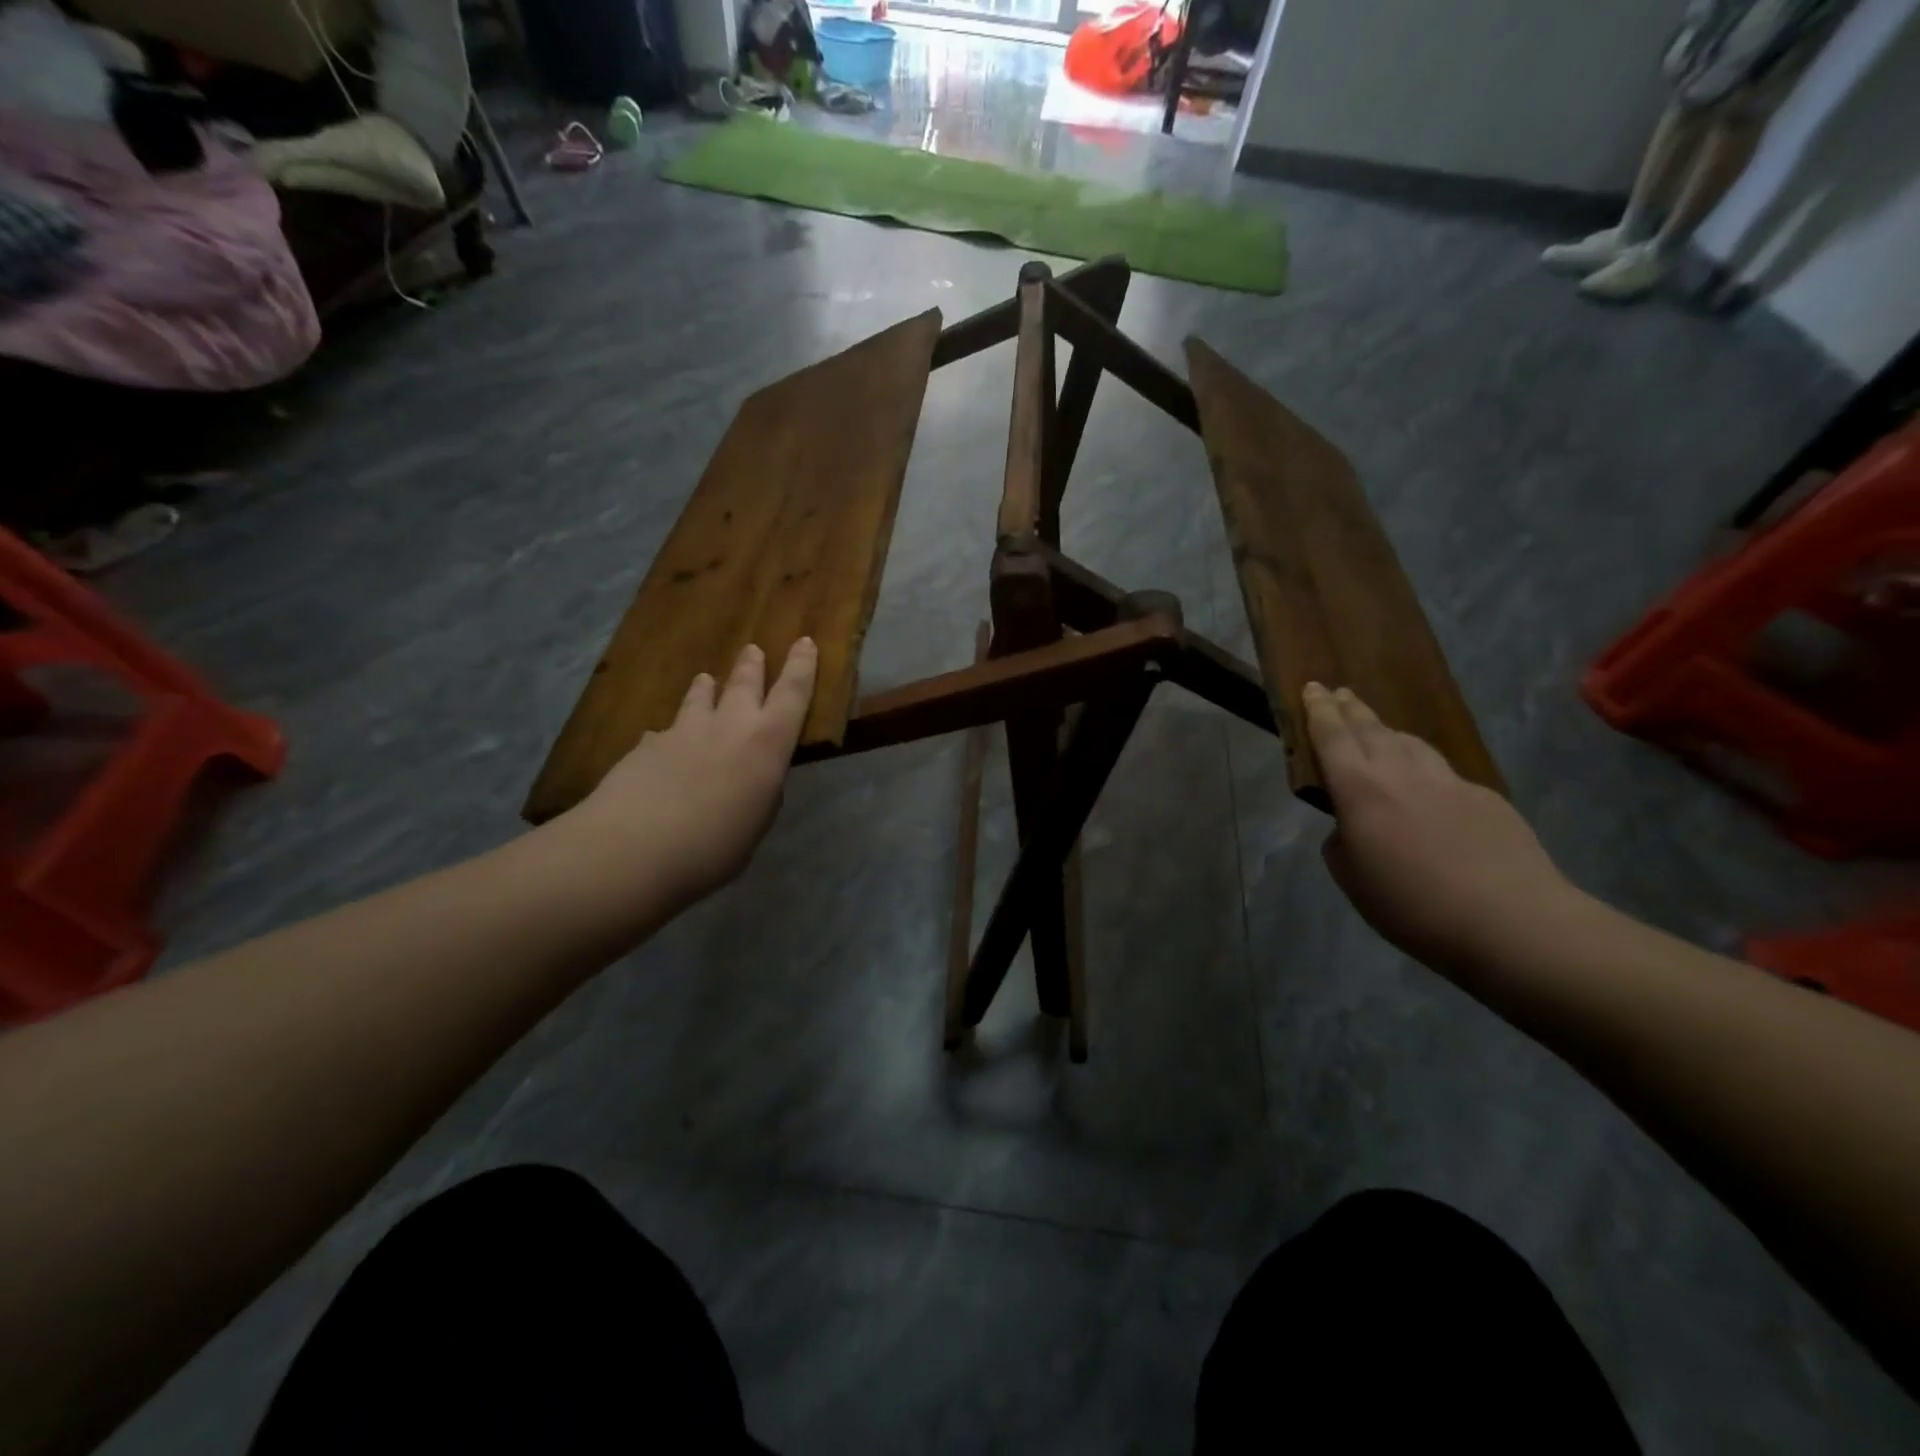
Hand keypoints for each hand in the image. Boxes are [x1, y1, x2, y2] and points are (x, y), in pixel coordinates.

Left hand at [563, 639, 818, 908]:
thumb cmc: (713, 847)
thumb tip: (754, 776)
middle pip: (744, 684)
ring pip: (700, 697)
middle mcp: (728, 726)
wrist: (631, 850)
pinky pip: (665, 731)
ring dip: (707, 689)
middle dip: (752, 665)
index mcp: (767, 744)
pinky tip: (663, 742)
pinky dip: (672, 733)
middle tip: (753, 649)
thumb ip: (761, 792)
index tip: (804, 641)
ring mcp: (683, 731)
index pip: (793, 694)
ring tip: (706, 680)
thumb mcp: (756, 823)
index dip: (802, 666)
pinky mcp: (646, 745)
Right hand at [1304, 683, 1581, 973]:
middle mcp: (1401, 773)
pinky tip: (1425, 786)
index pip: (1332, 737)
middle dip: (1351, 708)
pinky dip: (1423, 766)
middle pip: (1372, 729)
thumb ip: (1341, 843)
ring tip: (1377, 731)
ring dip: (1387, 731)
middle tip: (1339, 692)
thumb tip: (1350, 828)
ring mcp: (1448, 781)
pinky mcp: (1485, 796)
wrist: (1511, 922)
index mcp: (1359, 790)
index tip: (1312, 687)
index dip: (1319, 711)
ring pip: (1410, 742)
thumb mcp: (1352, 880)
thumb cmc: (1413, 906)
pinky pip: (1442, 770)